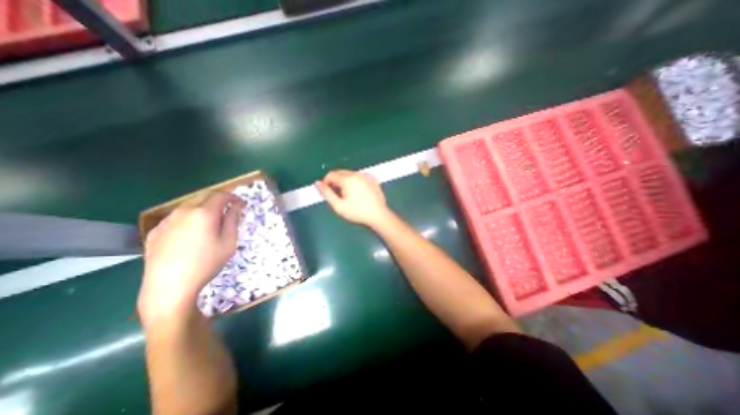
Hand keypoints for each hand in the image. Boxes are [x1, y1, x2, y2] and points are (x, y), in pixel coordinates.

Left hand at [136, 192, 244, 325]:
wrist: (169, 286)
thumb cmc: (206, 263)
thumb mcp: (228, 242)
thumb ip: (233, 220)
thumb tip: (237, 205)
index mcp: (204, 213)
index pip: (220, 195)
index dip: (233, 197)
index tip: (241, 204)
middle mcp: (184, 211)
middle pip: (203, 196)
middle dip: (218, 199)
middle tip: (229, 210)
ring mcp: (167, 220)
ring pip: (188, 205)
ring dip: (203, 207)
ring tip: (211, 222)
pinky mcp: (155, 231)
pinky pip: (176, 217)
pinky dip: (188, 217)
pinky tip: (191, 232)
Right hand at [313, 170, 388, 228]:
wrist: (378, 215)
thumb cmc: (357, 212)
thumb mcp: (338, 206)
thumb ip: (326, 193)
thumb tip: (317, 183)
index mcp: (348, 179)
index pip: (331, 174)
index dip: (326, 183)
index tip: (329, 193)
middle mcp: (357, 174)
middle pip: (340, 173)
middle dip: (336, 181)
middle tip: (338, 196)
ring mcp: (366, 176)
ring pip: (350, 174)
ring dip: (345, 181)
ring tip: (348, 196)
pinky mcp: (373, 179)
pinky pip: (359, 177)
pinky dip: (355, 182)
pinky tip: (358, 193)